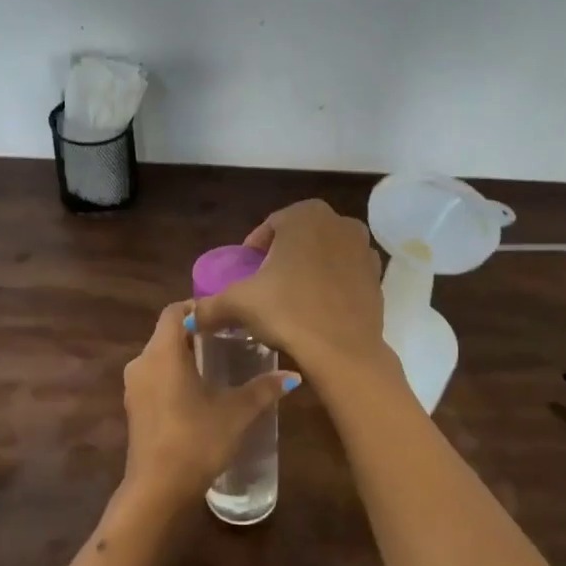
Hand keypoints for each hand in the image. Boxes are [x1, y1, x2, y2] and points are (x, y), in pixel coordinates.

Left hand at [119, 301, 298, 512]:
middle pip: (166, 333)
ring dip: (183, 355)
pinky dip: (173, 374)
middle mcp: (142, 362)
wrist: (158, 490)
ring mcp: (134, 386)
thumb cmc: (196, 441)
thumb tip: (293, 376)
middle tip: (227, 338)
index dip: (197, 307)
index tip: (223, 315)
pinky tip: (198, 391)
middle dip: (194, 332)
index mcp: (163, 352)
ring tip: (217, 363)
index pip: (174, 311)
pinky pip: (154, 377)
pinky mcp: (133, 407)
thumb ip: (263, 389)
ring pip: (159, 356)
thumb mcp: (236, 413)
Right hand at [190, 200, 386, 377]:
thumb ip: (210, 305)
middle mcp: (339, 222)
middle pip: (298, 238)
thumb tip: (188, 316)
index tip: (246, 275)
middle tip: (266, 287)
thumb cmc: (288, 312)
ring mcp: (363, 248)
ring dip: (308, 269)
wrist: (343, 350)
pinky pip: (344, 274)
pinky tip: (317, 309)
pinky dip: (331, 284)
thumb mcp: (240, 304)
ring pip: (324, 254)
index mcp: (305, 215)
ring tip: (291, 299)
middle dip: (282, 258)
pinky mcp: (377, 276)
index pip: (269, 228)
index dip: (253, 252)